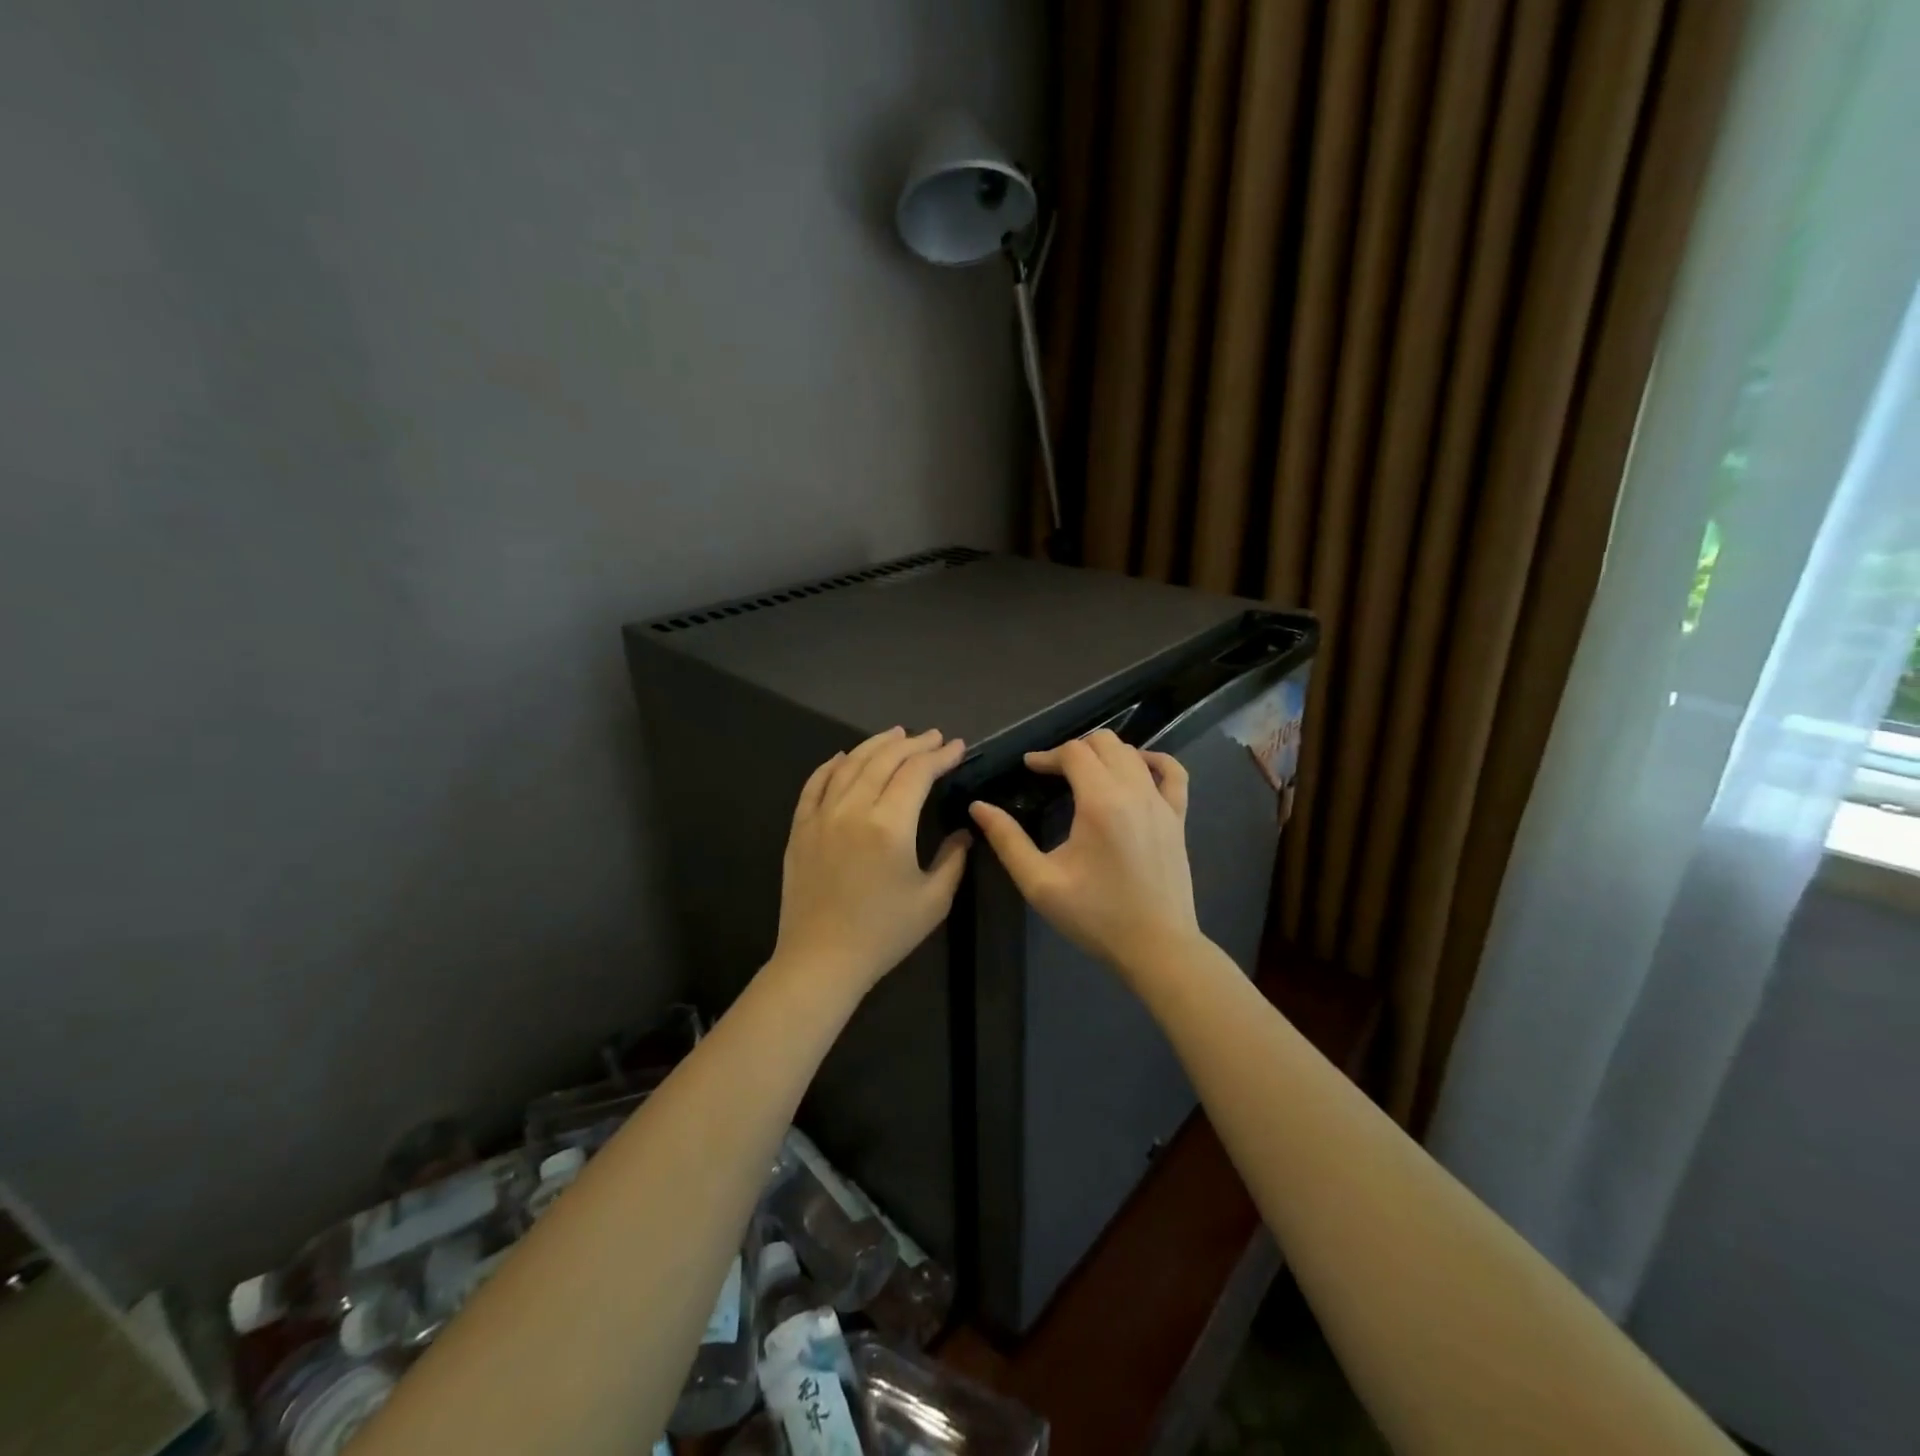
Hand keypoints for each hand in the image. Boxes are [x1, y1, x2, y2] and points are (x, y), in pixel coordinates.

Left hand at [774, 727, 971, 991]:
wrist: (821, 960)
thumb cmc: (883, 934)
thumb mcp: (933, 901)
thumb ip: (953, 860)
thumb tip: (963, 832)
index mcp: (890, 825)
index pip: (917, 773)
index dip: (940, 756)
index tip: (957, 747)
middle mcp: (853, 809)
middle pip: (884, 760)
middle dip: (913, 743)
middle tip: (933, 736)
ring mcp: (821, 816)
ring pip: (850, 764)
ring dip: (875, 744)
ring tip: (896, 734)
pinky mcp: (800, 828)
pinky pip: (815, 784)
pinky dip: (831, 765)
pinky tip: (842, 756)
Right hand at [968, 729, 1202, 981]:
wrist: (1156, 947)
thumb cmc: (1095, 916)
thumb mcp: (1040, 882)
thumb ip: (1007, 840)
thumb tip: (978, 807)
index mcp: (1100, 802)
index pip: (1073, 752)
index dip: (1047, 755)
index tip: (1028, 769)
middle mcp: (1134, 791)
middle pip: (1104, 742)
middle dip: (1074, 749)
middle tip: (1053, 772)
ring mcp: (1162, 803)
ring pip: (1132, 753)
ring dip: (1104, 753)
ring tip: (1083, 773)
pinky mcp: (1178, 818)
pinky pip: (1173, 772)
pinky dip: (1153, 760)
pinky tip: (1137, 767)